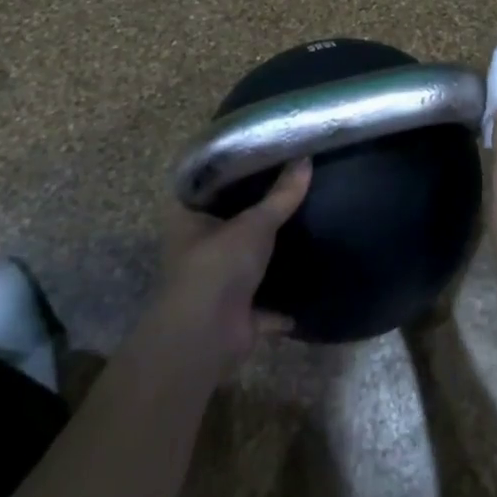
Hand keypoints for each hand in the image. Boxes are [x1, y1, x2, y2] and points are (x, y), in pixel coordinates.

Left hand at [158, 161, 311, 376]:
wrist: (206, 337)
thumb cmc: (218, 266)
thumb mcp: (255, 223)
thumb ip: (282, 195)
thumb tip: (306, 158)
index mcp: (188, 221)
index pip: (210, 189)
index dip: (235, 174)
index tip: (266, 158)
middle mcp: (197, 251)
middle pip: (231, 226)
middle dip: (257, 216)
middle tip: (294, 190)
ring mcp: (215, 285)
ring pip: (247, 264)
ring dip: (269, 258)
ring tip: (306, 230)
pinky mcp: (235, 316)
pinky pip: (265, 304)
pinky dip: (282, 303)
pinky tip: (307, 286)